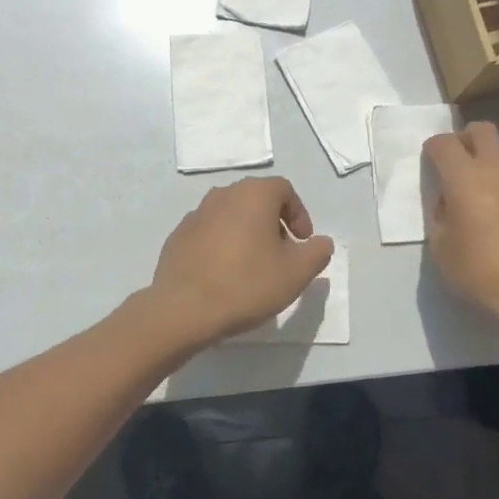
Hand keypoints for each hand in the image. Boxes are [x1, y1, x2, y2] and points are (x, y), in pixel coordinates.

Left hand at [147, 177, 335, 345]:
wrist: (184, 309)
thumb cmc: (246, 284)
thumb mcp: (296, 273)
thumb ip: (316, 252)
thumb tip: (321, 242)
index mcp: (253, 195)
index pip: (284, 189)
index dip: (299, 214)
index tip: (302, 242)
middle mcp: (223, 195)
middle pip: (256, 199)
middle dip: (274, 223)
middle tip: (281, 254)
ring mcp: (196, 214)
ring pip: (231, 215)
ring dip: (247, 233)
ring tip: (253, 266)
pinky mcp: (178, 236)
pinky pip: (209, 232)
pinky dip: (222, 244)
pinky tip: (224, 274)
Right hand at [422, 122, 498, 337]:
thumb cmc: (482, 274)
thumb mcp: (441, 250)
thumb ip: (440, 217)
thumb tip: (448, 203)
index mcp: (465, 179)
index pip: (443, 143)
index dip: (433, 149)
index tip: (430, 166)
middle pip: (482, 131)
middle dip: (466, 140)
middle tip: (459, 168)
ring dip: (492, 175)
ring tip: (490, 213)